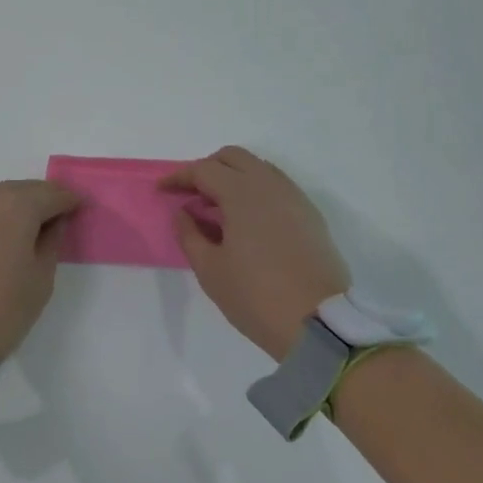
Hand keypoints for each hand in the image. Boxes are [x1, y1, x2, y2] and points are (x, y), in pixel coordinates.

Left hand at [0, 180, 80, 361]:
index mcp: (15, 206)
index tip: (78, 208)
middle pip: (18, 190)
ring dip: (7, 208)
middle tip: (50, 217)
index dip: (68, 200)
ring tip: (17, 230)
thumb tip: (53, 222)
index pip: (50, 193)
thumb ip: (51, 241)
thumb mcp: (41, 278)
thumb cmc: (2, 308)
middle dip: (37, 200)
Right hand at [162, 147, 350, 361]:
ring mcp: (295, 198)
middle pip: (234, 157)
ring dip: (233, 177)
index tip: (162, 191)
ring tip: (217, 207)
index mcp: (242, 194)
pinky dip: (255, 190)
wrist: (320, 325)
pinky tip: (247, 220)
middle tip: (191, 194)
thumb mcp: (210, 270)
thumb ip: (189, 234)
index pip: (204, 170)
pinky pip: (277, 186)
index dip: (179, 177)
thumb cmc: (256, 296)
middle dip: (207, 168)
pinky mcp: (310, 216)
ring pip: (258, 168)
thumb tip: (184, 212)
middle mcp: (270, 186)